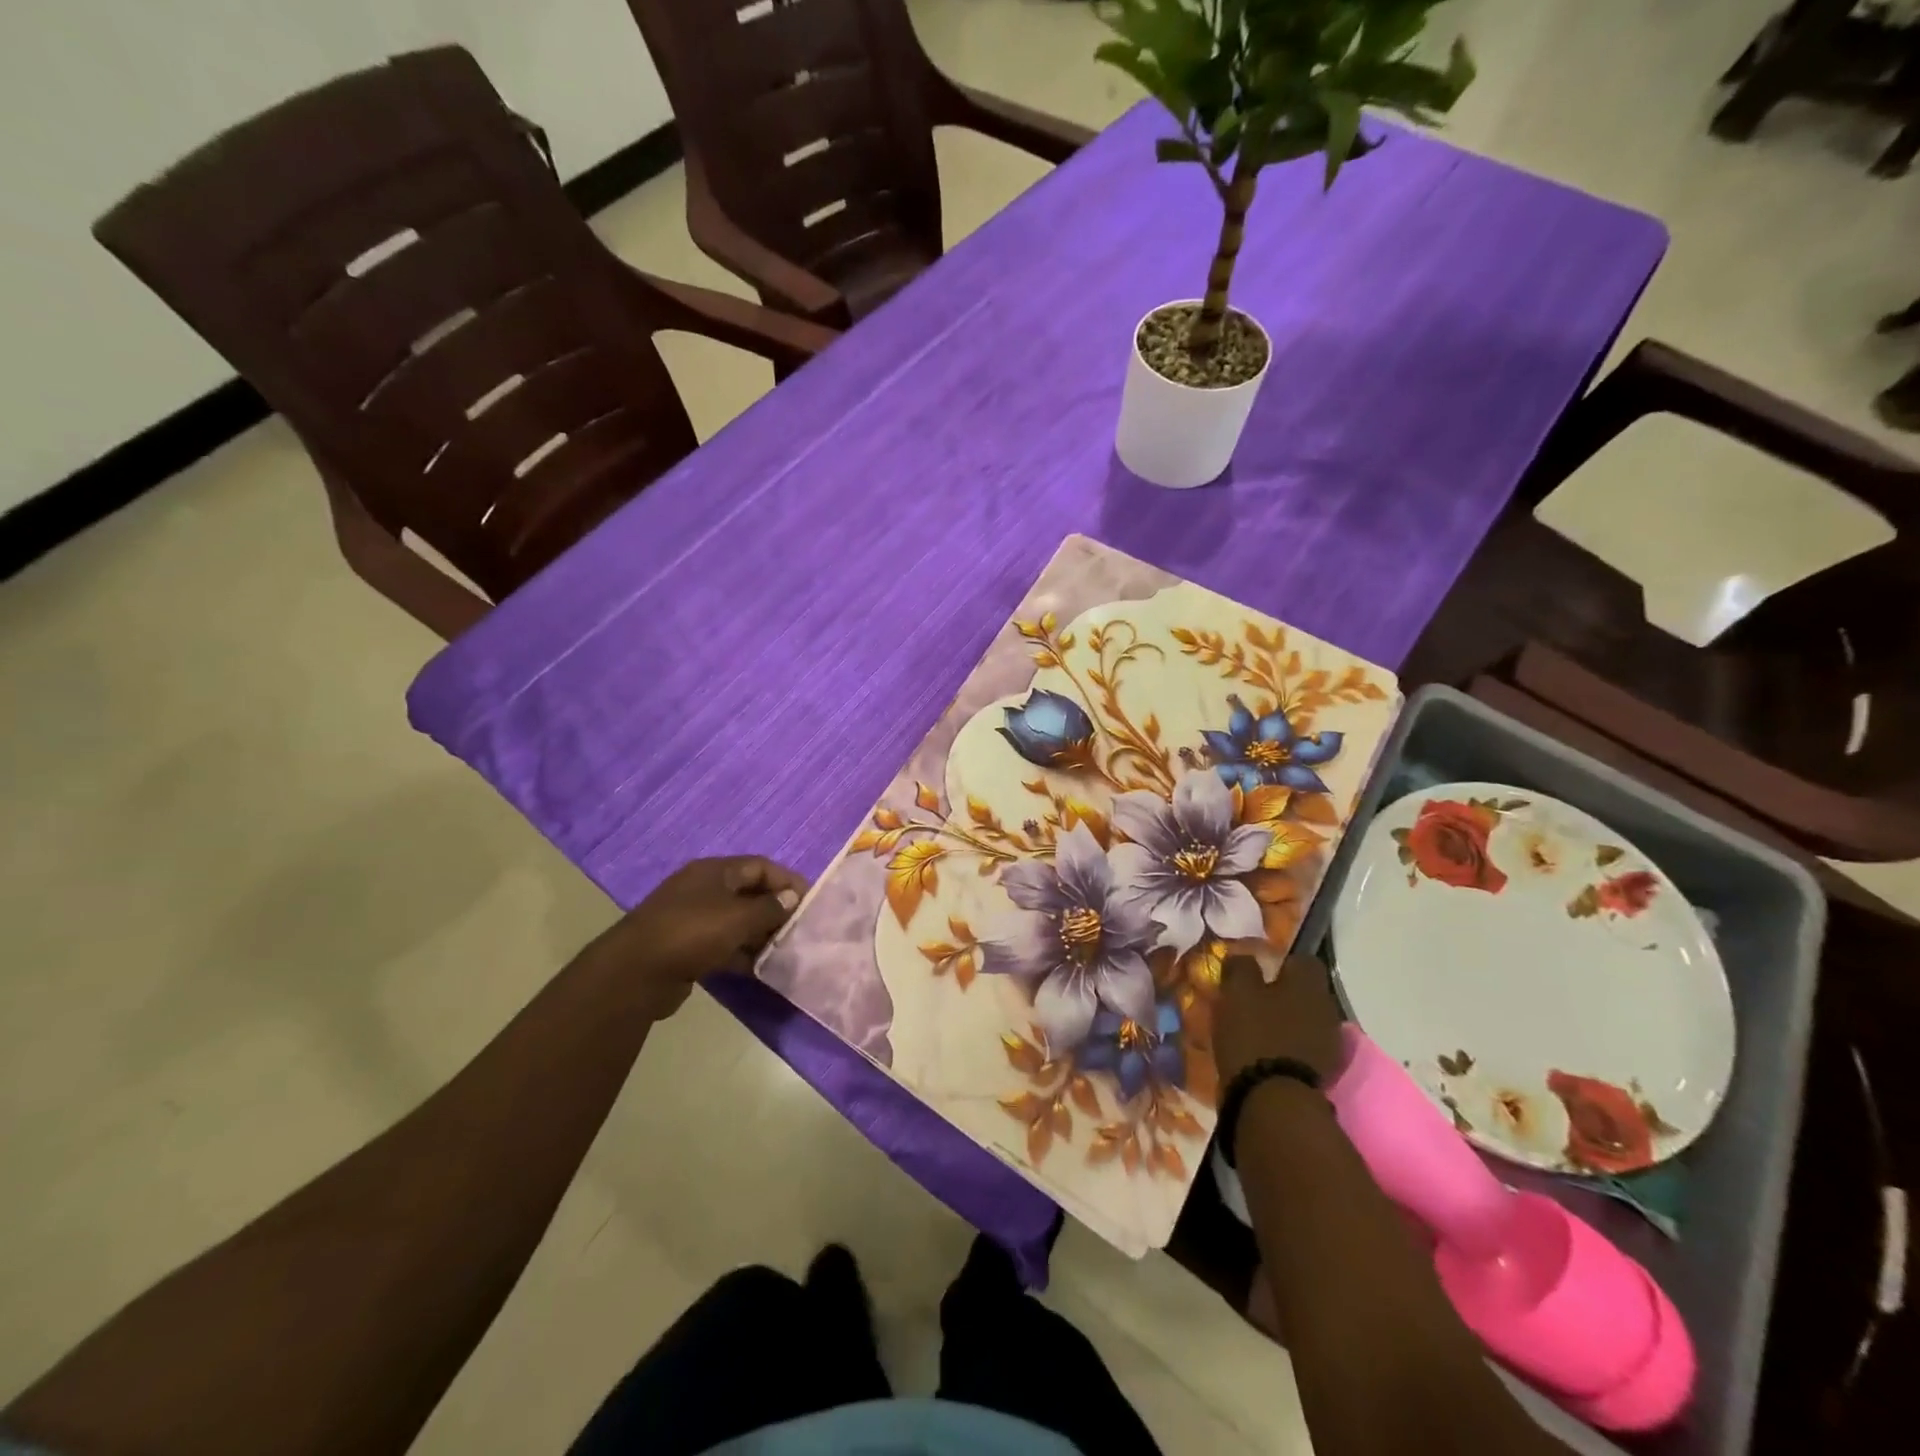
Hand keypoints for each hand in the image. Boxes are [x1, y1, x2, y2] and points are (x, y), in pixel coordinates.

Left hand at [575, 856, 807, 1017]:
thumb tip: (792, 897)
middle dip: (776, 910)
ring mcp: (692, 919)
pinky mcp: (686, 948)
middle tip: (800, 930)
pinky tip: (760, 969)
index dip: (787, 880)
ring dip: (760, 935)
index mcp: (714, 872)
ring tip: (784, 952)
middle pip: (749, 893)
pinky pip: (722, 945)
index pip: (760, 866)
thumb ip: (769, 908)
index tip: (810, 901)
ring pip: (737, 922)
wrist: (635, 973)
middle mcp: (703, 889)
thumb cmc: (692, 933)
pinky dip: (742, 953)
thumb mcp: (738, 917)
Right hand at [1214, 950, 1344, 1086]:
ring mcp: (1329, 1041)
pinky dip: (1290, 1046)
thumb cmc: (1254, 1034)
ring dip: (1287, 1021)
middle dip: (1284, 994)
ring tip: (1258, 1029)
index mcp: (1309, 983)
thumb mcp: (1236, 992)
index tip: (1259, 972)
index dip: (1281, 963)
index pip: (1303, 960)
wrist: (1274, 1099)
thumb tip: (1244, 956)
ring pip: (1306, 1019)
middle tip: (1254, 1000)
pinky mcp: (1324, 1070)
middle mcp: (1327, 1007)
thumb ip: (1241, 967)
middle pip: (1306, 992)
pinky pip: (1305, 1046)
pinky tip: (1268, 1052)